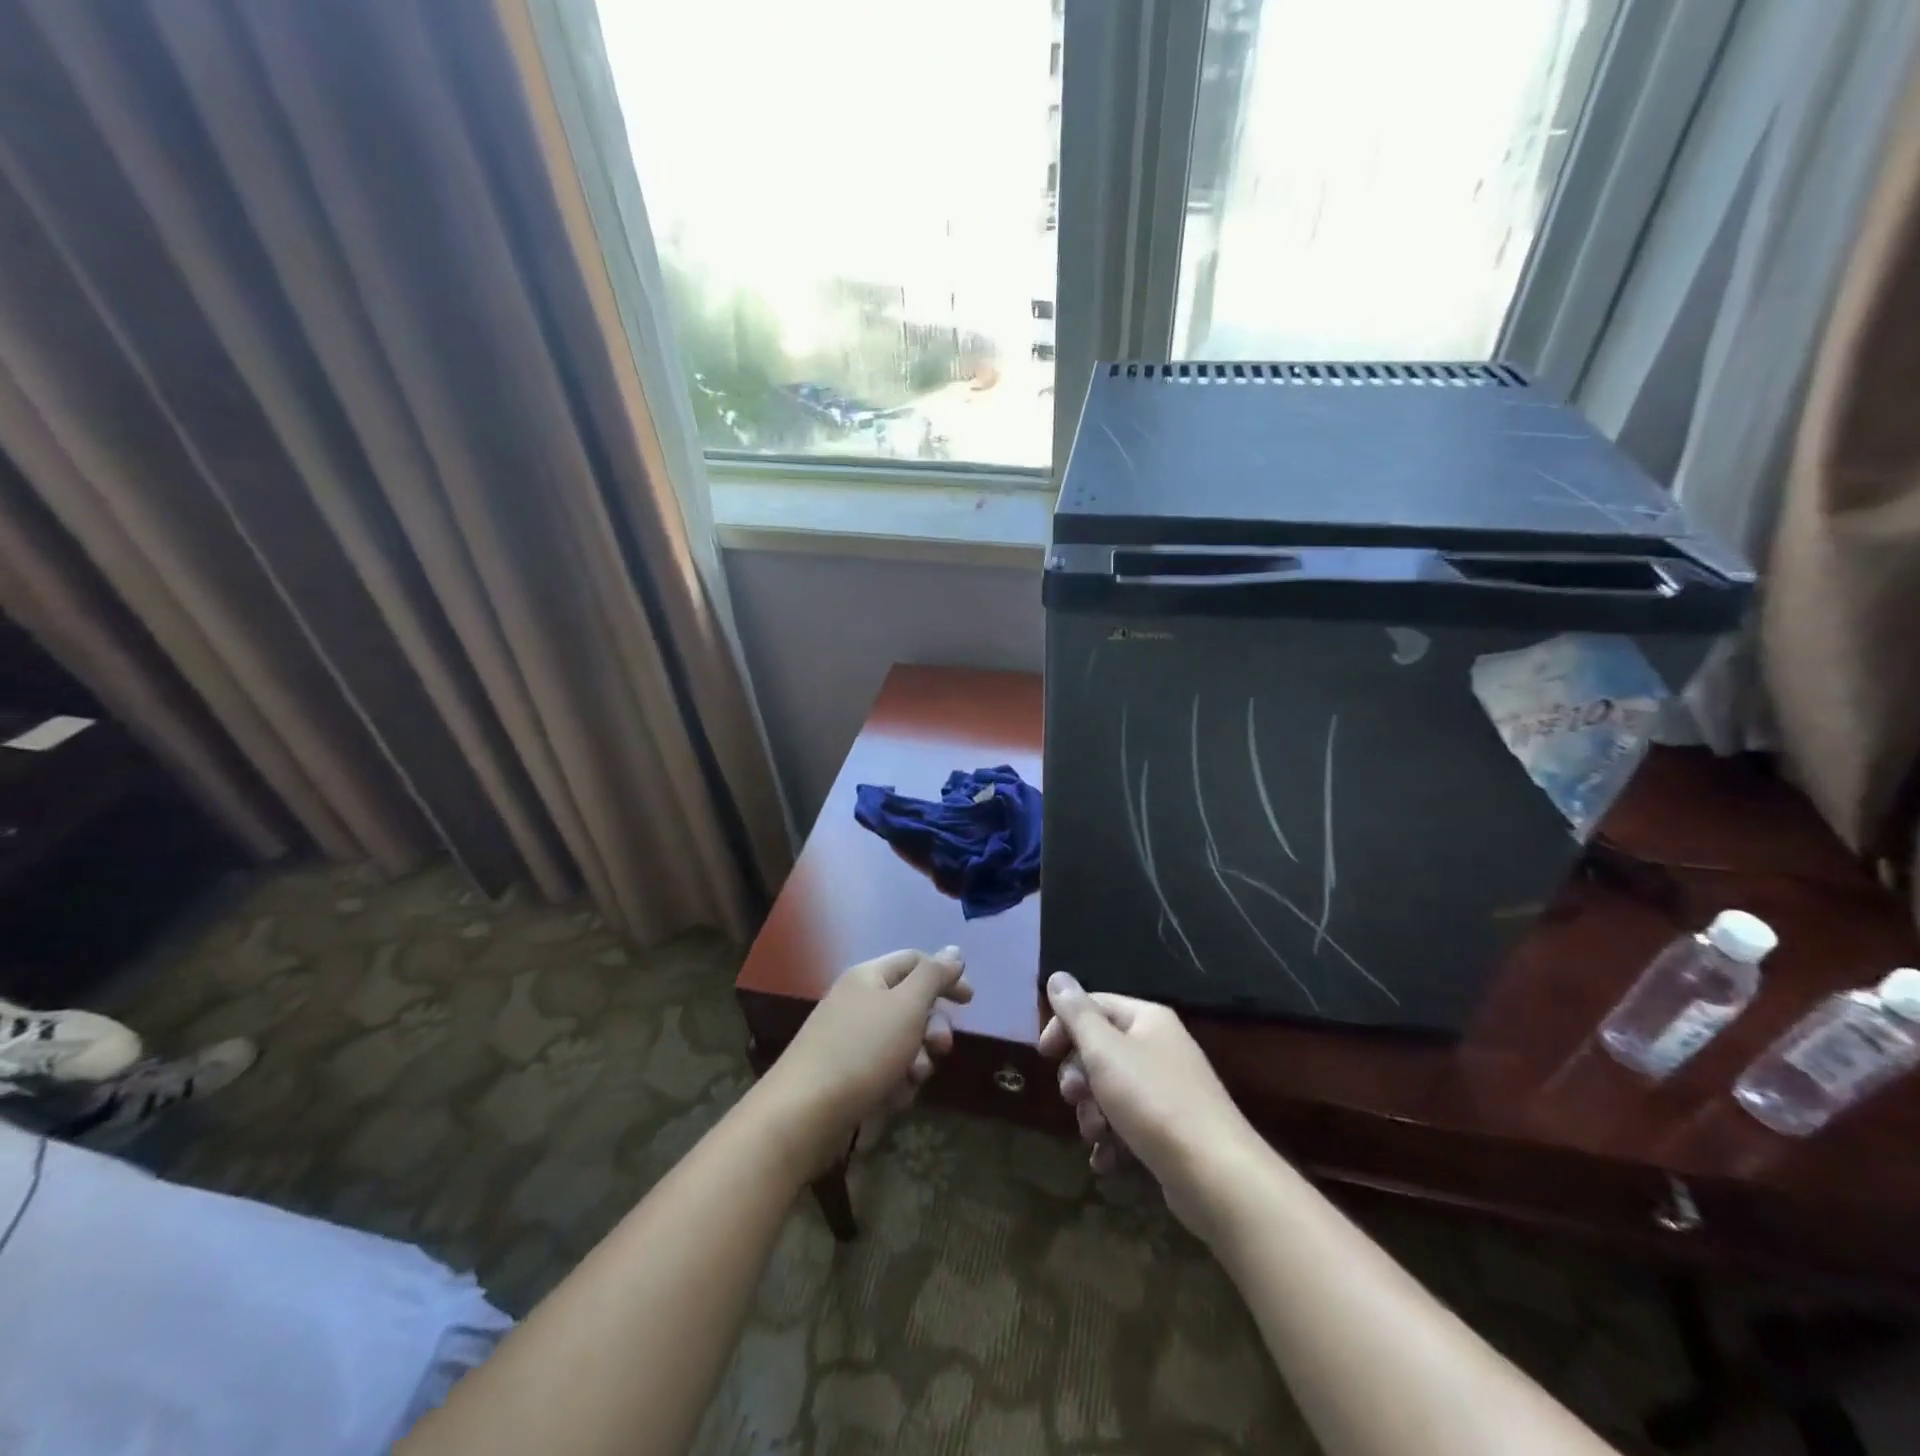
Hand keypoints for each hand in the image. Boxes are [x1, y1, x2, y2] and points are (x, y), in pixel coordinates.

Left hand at [762, 947, 971, 1173]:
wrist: (803, 1114)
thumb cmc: (862, 1051)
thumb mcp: (907, 1006)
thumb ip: (934, 976)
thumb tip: (954, 951)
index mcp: (868, 977)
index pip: (915, 962)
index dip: (945, 976)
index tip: (969, 1002)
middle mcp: (857, 1002)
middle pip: (910, 1005)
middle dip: (931, 1029)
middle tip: (940, 1049)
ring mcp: (849, 1040)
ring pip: (901, 1044)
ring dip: (914, 1063)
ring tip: (908, 1081)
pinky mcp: (845, 1076)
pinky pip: (884, 1072)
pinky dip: (893, 1084)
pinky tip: (889, 1101)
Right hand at [1039, 971, 1257, 1231]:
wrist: (1215, 1175)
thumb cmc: (1153, 1101)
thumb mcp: (1105, 1051)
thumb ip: (1076, 1014)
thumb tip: (1057, 976)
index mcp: (1147, 1019)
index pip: (1094, 1005)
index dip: (1064, 1025)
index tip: (1044, 1055)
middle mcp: (1159, 1047)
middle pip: (1100, 1050)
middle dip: (1079, 1078)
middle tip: (1075, 1097)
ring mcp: (1167, 1090)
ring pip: (1110, 1091)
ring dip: (1093, 1114)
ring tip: (1097, 1135)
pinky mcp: (1170, 1130)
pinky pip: (1128, 1126)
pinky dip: (1112, 1141)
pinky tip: (1106, 1161)